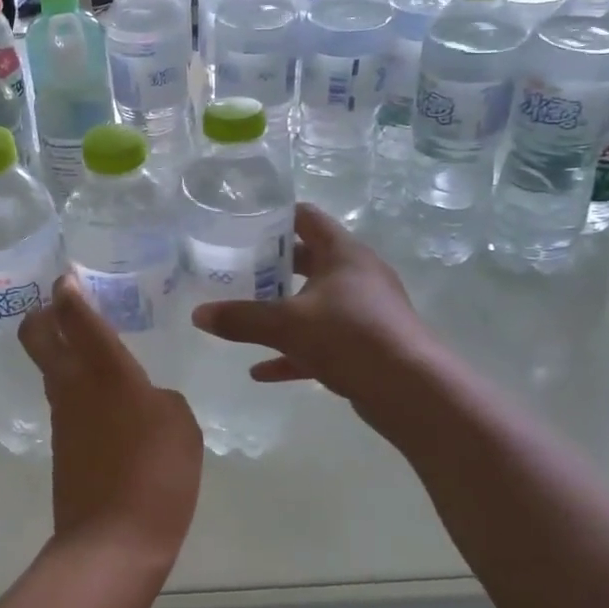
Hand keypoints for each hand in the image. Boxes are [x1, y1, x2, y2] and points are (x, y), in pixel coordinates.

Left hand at [19, 274, 202, 576]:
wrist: (112, 541)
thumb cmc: (156, 474)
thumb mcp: (180, 425)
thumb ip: (160, 399)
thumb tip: (142, 401)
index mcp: (105, 370)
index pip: (75, 316)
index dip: (68, 290)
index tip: (68, 277)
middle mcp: (73, 385)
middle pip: (36, 335)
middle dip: (44, 314)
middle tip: (66, 307)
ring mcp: (61, 417)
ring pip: (50, 369)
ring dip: (64, 354)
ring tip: (100, 356)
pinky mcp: (61, 447)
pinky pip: (66, 404)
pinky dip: (79, 392)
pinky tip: (110, 406)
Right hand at [191, 204, 432, 418]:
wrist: (410, 390)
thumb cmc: (349, 336)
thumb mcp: (286, 324)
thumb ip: (241, 318)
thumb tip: (197, 315)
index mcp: (342, 253)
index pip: (307, 218)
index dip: (276, 217)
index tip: (242, 223)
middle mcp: (356, 275)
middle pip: (308, 261)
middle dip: (272, 268)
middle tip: (235, 270)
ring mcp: (363, 311)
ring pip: (314, 303)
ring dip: (282, 311)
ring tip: (244, 316)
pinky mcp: (365, 345)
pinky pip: (321, 342)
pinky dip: (293, 352)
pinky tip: (261, 371)